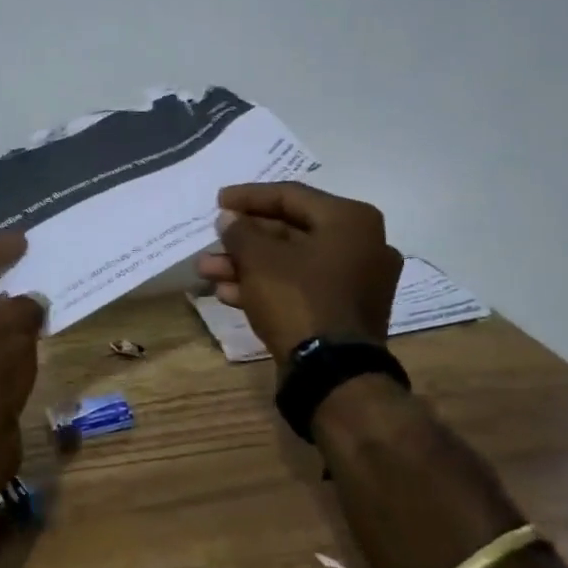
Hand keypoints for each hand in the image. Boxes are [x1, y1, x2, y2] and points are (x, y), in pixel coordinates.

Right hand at [195, 181, 402, 363]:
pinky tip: (227, 294)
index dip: (249, 197)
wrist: (332, 372)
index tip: (218, 201)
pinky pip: (300, 288)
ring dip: (247, 265)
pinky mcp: (343, 312)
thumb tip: (229, 219)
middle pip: (290, 231)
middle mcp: (361, 245)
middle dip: (243, 239)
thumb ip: (240, 232)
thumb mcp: (260, 259)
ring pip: (291, 263)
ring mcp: (355, 282)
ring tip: (206, 270)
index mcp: (350, 220)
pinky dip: (266, 286)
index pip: (291, 195)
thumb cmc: (298, 299)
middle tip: (211, 241)